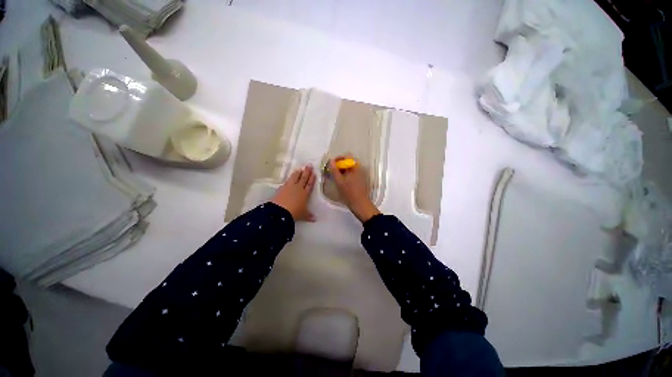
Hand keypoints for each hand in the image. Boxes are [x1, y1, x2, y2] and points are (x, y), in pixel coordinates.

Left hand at [271, 165, 315, 221]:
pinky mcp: (282, 188)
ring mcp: (289, 187)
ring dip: (298, 173)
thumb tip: (315, 219)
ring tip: (300, 168)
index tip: (314, 173)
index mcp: (305, 194)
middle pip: (303, 178)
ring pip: (295, 177)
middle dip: (307, 172)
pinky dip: (290, 178)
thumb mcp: (303, 215)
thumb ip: (309, 216)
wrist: (280, 211)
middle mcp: (298, 188)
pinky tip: (290, 177)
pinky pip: (287, 181)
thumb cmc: (294, 212)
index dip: (312, 178)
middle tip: (309, 165)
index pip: (309, 184)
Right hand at [329, 156, 380, 222]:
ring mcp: (360, 174)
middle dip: (338, 165)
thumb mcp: (339, 181)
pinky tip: (340, 181)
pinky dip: (345, 175)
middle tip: (331, 172)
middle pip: (347, 162)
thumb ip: (334, 170)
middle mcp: (359, 168)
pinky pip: (351, 173)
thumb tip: (330, 160)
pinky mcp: (359, 180)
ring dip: (341, 170)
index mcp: (355, 167)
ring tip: (335, 177)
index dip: (338, 159)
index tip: (331, 165)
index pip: (346, 156)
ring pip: (348, 168)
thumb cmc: (349, 193)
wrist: (360, 204)